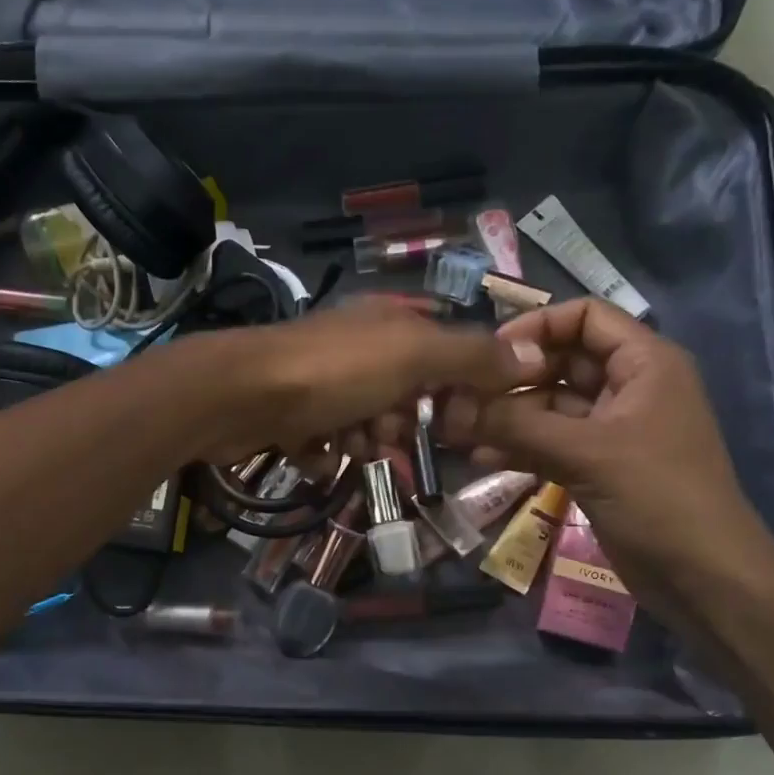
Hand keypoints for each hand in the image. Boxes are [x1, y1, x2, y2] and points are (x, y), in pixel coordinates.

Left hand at [193, 295, 544, 462]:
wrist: (239, 395)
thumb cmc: (334, 372)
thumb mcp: (413, 356)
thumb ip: (472, 357)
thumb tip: (534, 356)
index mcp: (389, 321)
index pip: (445, 350)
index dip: (458, 386)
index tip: (460, 419)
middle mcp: (357, 345)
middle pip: (405, 391)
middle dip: (404, 421)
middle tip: (391, 435)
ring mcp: (321, 379)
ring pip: (366, 420)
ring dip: (365, 440)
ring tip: (350, 445)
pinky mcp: (291, 412)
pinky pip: (326, 439)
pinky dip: (326, 451)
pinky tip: (316, 453)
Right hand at [439, 299, 773, 601]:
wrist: (702, 577)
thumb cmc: (658, 497)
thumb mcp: (587, 453)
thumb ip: (516, 426)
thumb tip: (450, 406)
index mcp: (644, 363)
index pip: (586, 318)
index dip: (537, 327)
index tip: (488, 354)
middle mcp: (627, 388)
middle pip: (560, 363)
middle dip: (510, 378)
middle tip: (459, 396)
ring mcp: (610, 430)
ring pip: (549, 408)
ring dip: (506, 417)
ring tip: (456, 428)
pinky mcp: (596, 467)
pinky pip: (550, 444)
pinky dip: (518, 448)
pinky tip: (478, 458)